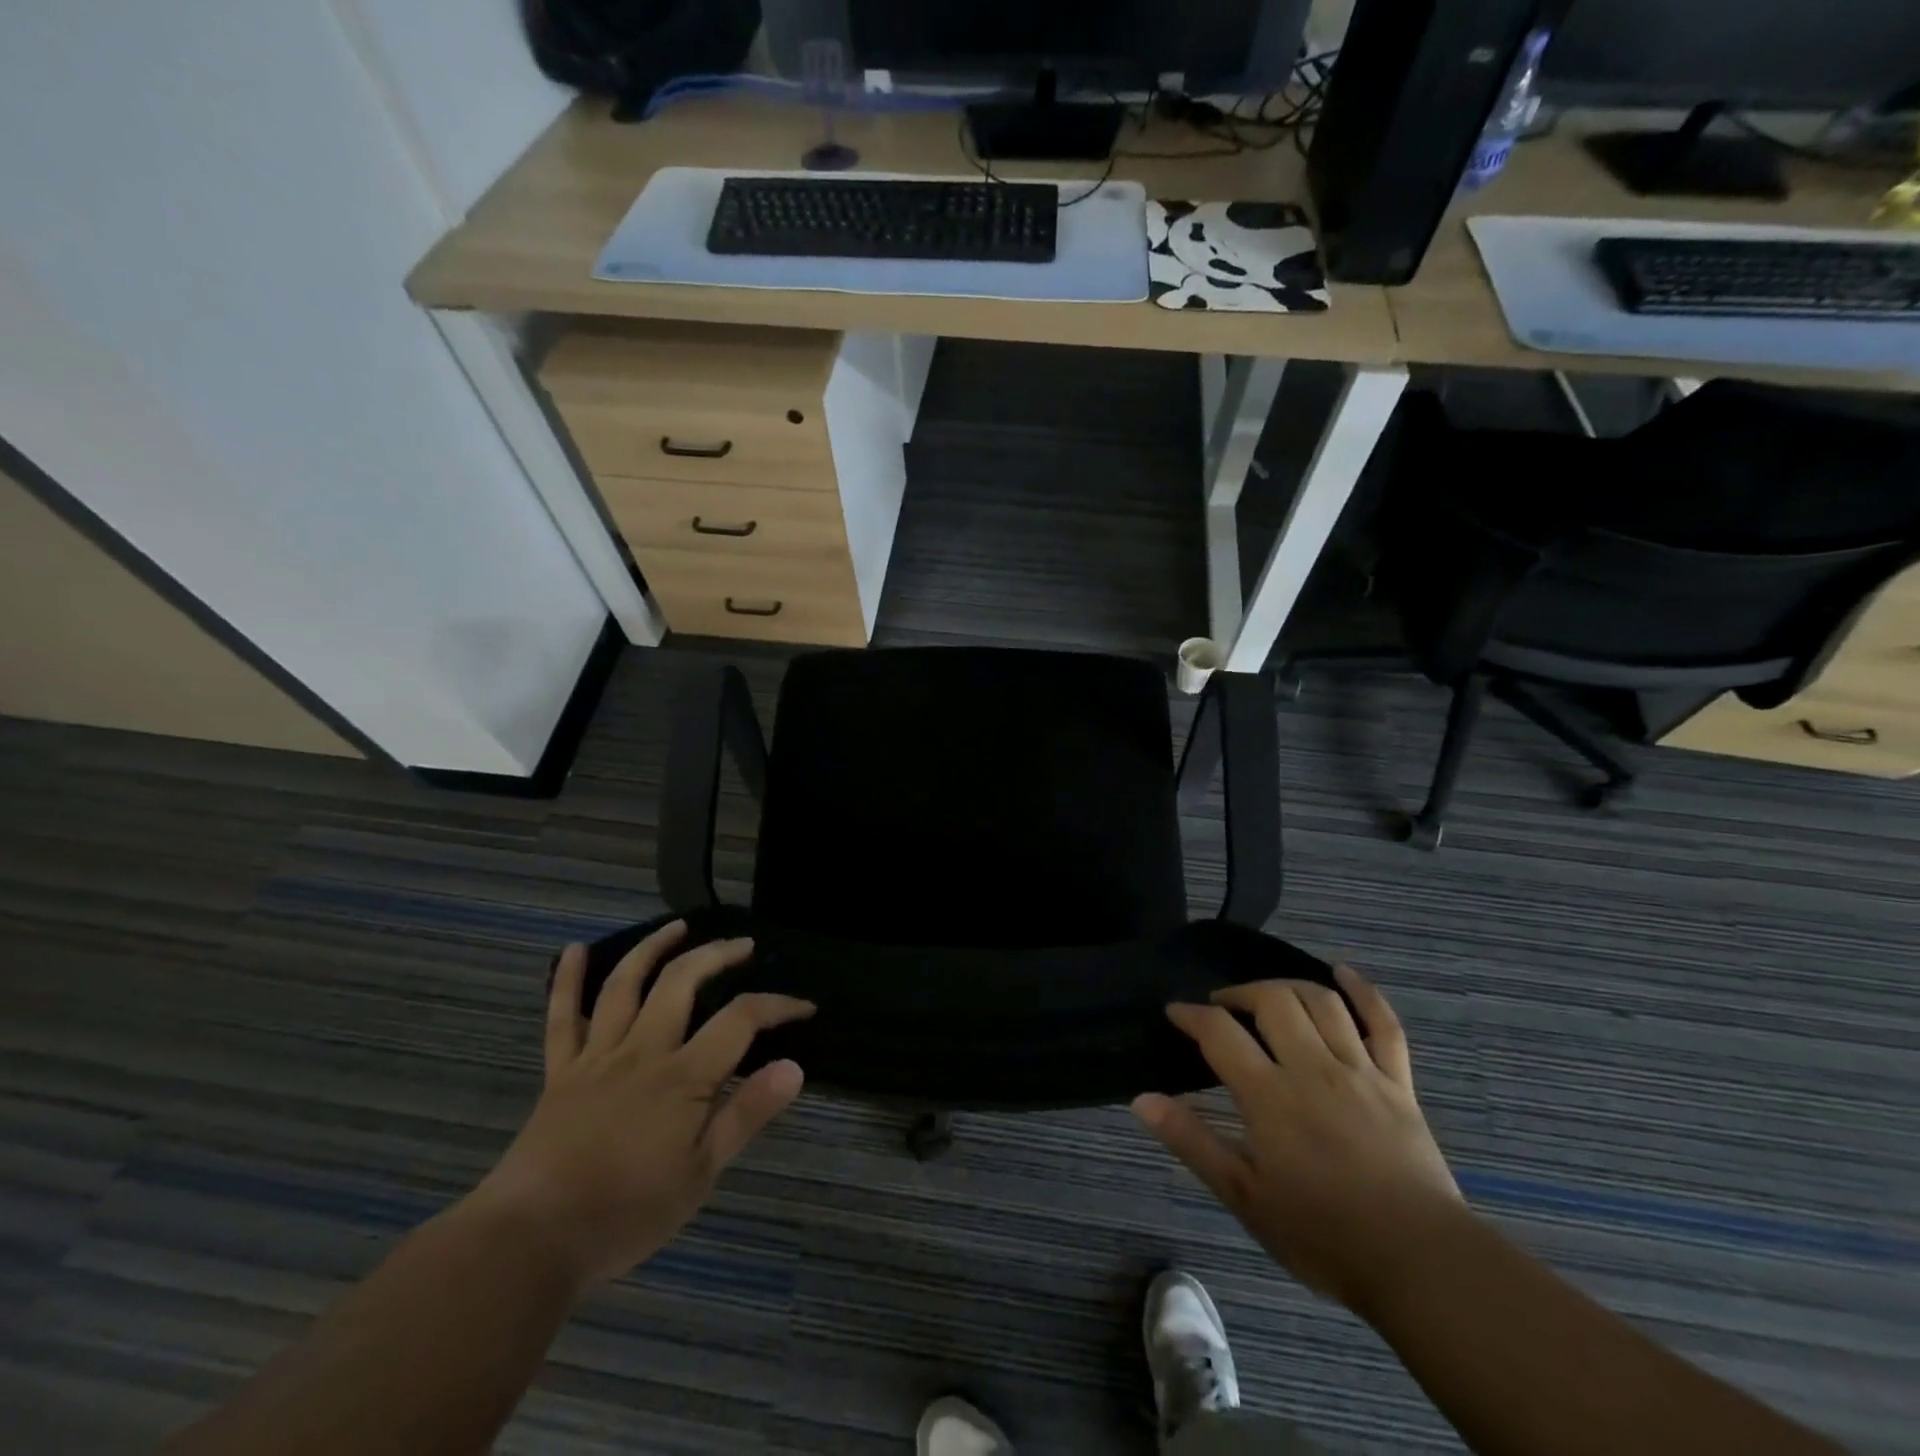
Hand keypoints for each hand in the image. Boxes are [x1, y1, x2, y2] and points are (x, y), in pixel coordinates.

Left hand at [468, 921, 812, 1285]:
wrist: (532, 1240)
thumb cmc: (626, 1212)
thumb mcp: (701, 1174)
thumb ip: (746, 1114)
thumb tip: (794, 1068)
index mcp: (683, 1077)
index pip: (740, 1020)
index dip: (777, 1006)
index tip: (804, 1007)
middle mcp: (643, 1051)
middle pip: (682, 982)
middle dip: (717, 955)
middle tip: (743, 946)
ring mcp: (598, 1056)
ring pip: (625, 985)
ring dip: (653, 948)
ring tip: (677, 926)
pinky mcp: (561, 1072)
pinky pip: (562, 1018)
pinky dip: (567, 981)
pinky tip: (575, 949)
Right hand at [1132, 965, 1463, 1314]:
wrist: (1421, 1264)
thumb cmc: (1323, 1234)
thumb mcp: (1244, 1196)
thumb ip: (1192, 1141)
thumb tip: (1142, 1099)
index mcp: (1269, 1095)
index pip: (1220, 1032)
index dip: (1191, 1014)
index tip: (1175, 1012)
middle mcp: (1312, 1068)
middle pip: (1272, 1000)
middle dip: (1239, 993)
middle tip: (1223, 1006)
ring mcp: (1360, 1070)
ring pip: (1321, 1002)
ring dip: (1288, 987)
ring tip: (1269, 996)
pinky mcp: (1399, 1083)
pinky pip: (1384, 1024)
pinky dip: (1363, 992)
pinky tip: (1342, 973)